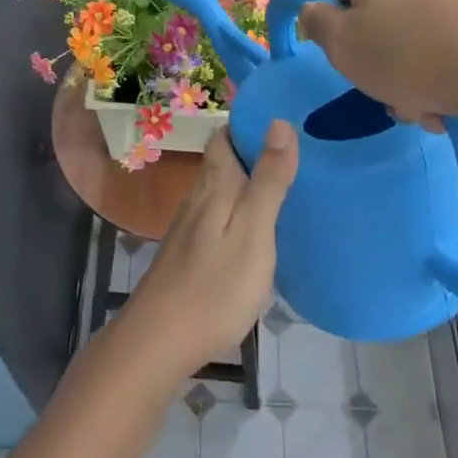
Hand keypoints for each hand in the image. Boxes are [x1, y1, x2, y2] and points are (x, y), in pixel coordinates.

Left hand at [120, 123, 297, 379]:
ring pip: (219, 189)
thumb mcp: (254, 231)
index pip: (226, 136)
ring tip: (284, 186)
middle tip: (297, 153)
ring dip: (246, 181)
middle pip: (222, 161)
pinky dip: (239, 210)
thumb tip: (279, 121)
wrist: (160, 340)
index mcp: (215, 186)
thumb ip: (268, 179)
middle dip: (252, 151)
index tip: (284, 117)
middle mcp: (197, 197)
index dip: (250, 123)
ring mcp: (189, 227)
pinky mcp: (188, 253)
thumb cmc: (215, 286)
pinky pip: (217, 216)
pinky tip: (256, 229)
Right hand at [297, 0, 457, 129]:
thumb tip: (314, 11)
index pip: (343, 1)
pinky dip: (438, 82)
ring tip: (424, 108)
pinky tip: (448, 105)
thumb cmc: (404, 54)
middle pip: (379, 28)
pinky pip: (442, 56)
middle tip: (391, 96)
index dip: (344, 39)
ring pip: (410, 48)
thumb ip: (315, 23)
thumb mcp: (339, 43)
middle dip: (381, 69)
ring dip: (408, 84)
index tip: (357, 66)